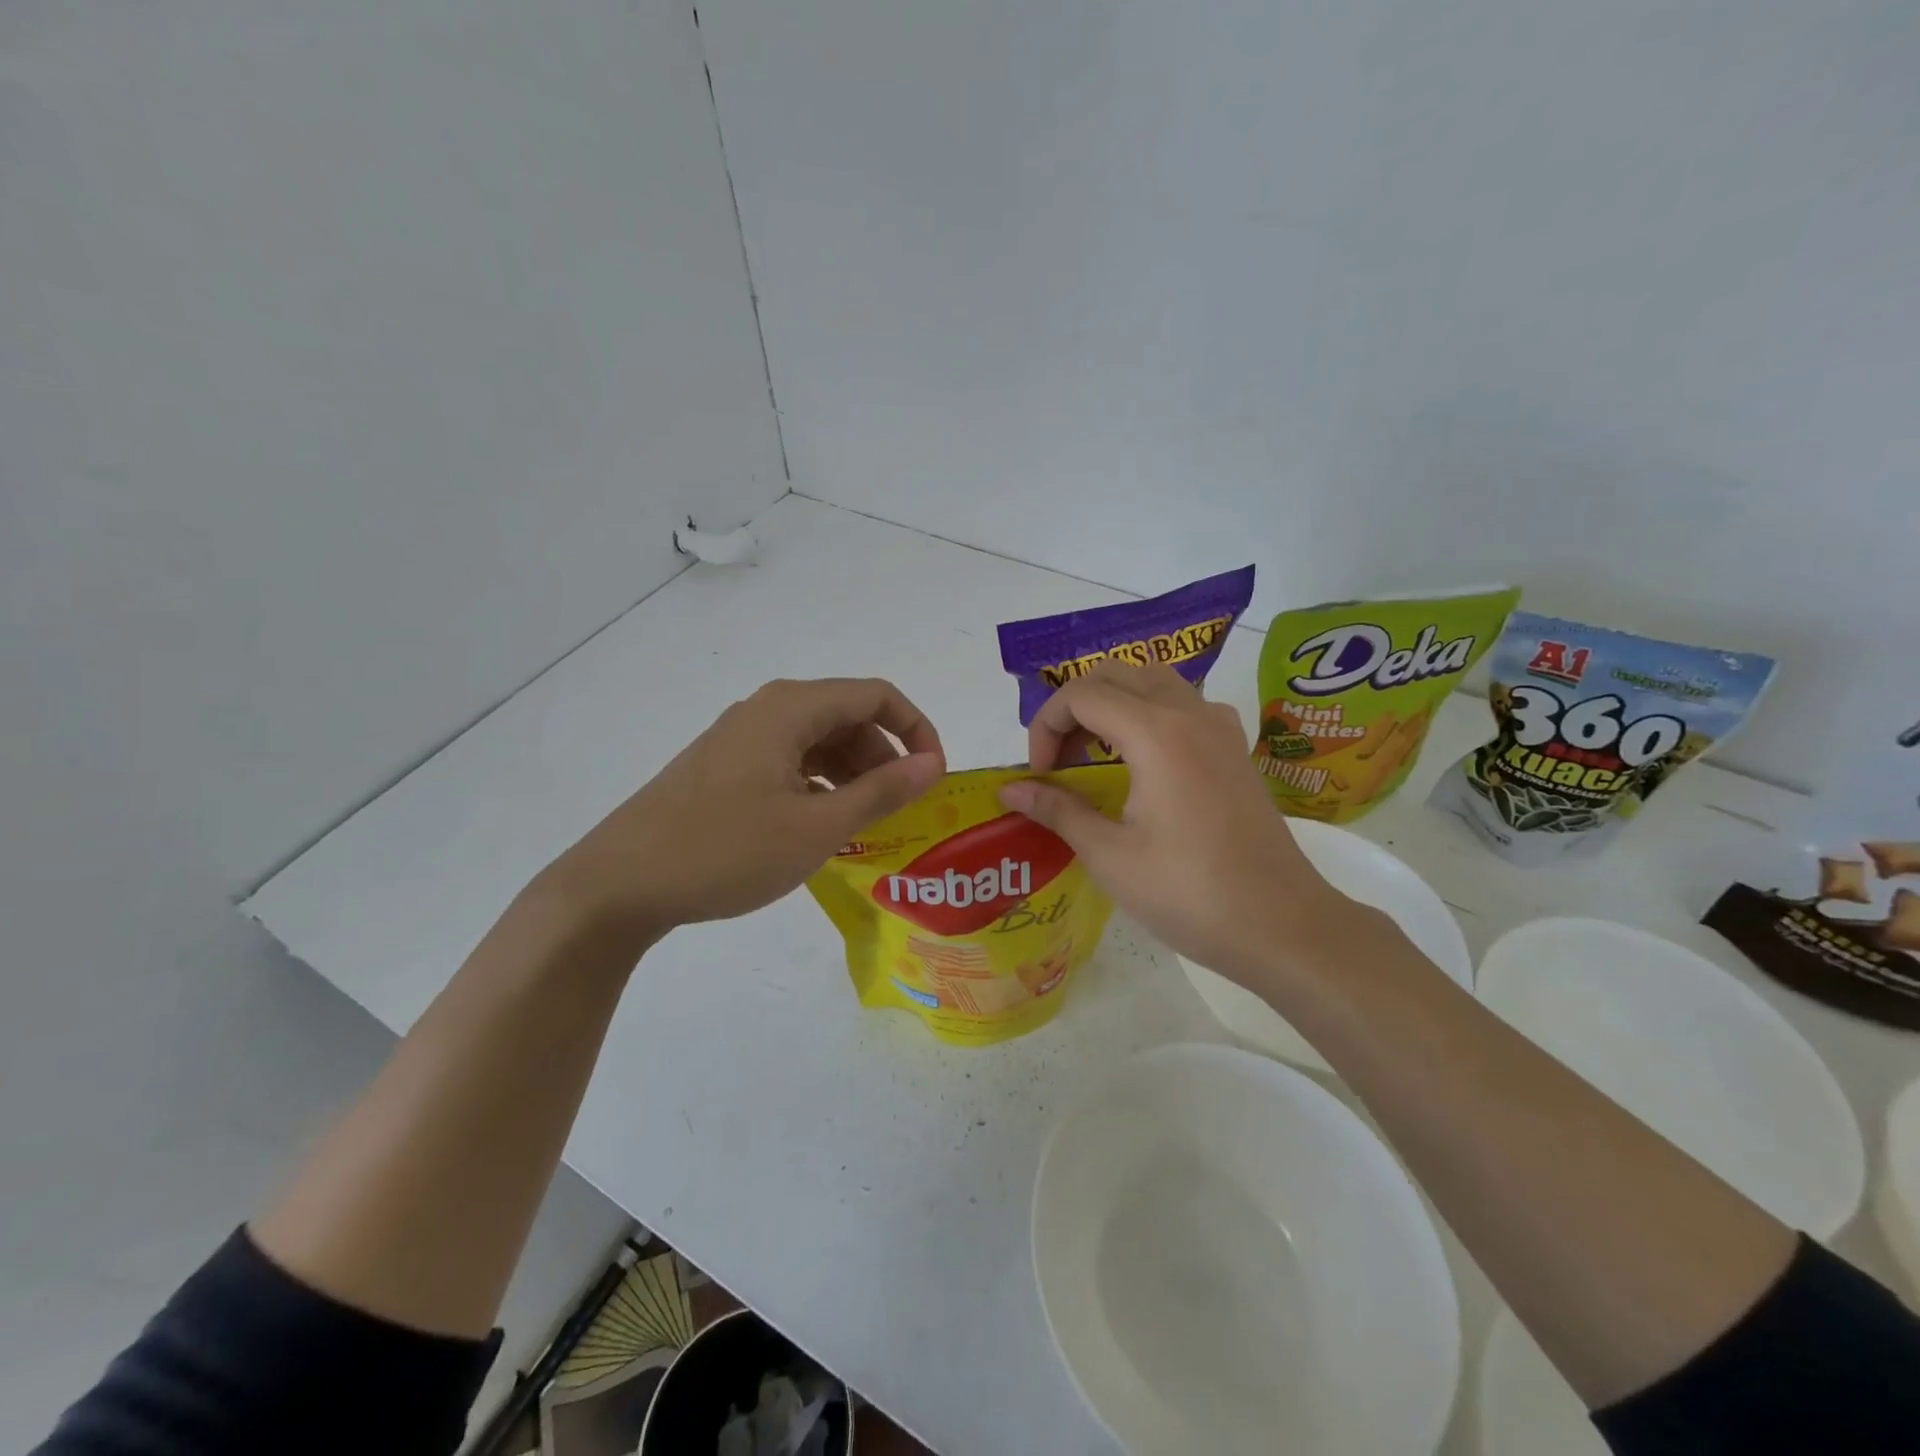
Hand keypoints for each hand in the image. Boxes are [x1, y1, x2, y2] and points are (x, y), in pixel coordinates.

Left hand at [534, 678, 944, 948]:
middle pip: (847, 716)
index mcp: (790, 709)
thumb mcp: (817, 826)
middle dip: (885, 756)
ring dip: (853, 774)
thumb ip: (881, 791)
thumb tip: (932, 764)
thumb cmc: (726, 851)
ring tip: (868, 822)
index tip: (934, 777)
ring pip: (818, 741)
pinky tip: (823, 825)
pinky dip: (820, 786)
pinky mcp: (725, 767)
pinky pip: (790, 762)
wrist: (619, 885)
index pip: (876, 695)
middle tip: (902, 807)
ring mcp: (741, 738)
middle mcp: (766, 710)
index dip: (916, 729)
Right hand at [997, 660, 1351, 984]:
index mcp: (1156, 733)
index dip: (1046, 725)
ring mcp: (1220, 727)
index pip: (1081, 694)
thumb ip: (1058, 810)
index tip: (1039, 774)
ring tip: (1094, 756)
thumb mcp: (1110, 856)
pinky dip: (1147, 714)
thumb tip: (1010, 790)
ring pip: (1152, 682)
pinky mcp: (1235, 748)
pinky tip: (1141, 764)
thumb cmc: (1190, 893)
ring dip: (1112, 705)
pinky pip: (1182, 704)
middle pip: (1116, 674)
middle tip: (1060, 760)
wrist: (1282, 926)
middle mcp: (1191, 713)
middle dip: (1074, 707)